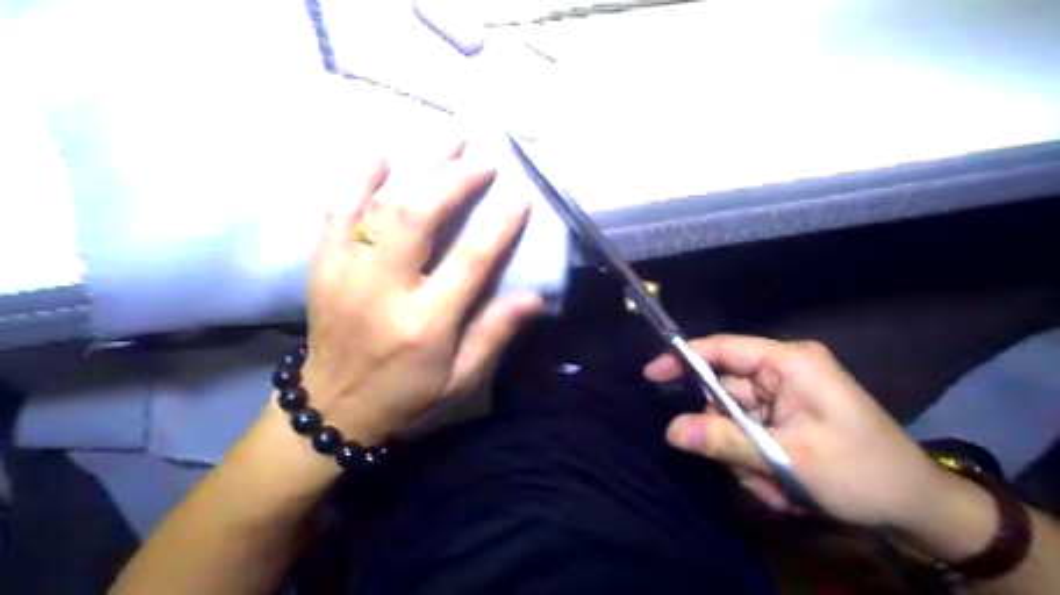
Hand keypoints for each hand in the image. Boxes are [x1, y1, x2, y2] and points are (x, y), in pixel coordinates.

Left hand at [299, 145, 540, 444]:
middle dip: (455, 179)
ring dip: (418, 167)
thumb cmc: (407, 394)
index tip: (520, 196)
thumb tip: (535, 296)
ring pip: (381, 204)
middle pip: (419, 215)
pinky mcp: (324, 266)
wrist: (332, 406)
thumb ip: (495, 333)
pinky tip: (381, 154)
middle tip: (483, 161)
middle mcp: (384, 289)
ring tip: (449, 139)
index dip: (499, 224)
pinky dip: (358, 178)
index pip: (470, 260)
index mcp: (425, 322)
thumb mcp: (461, 377)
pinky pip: (337, 211)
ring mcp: (347, 272)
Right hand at [642, 333, 958, 532]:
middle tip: (743, 469)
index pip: (723, 349)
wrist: (918, 508)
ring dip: (743, 455)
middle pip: (725, 390)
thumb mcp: (787, 459)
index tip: (650, 376)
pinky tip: (780, 487)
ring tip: (773, 487)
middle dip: (725, 433)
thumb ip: (724, 441)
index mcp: (790, 363)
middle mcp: (785, 372)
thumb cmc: (860, 473)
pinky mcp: (788, 418)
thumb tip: (670, 430)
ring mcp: (786, 396)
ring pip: (735, 418)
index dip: (684, 358)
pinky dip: (756, 461)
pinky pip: (750, 433)